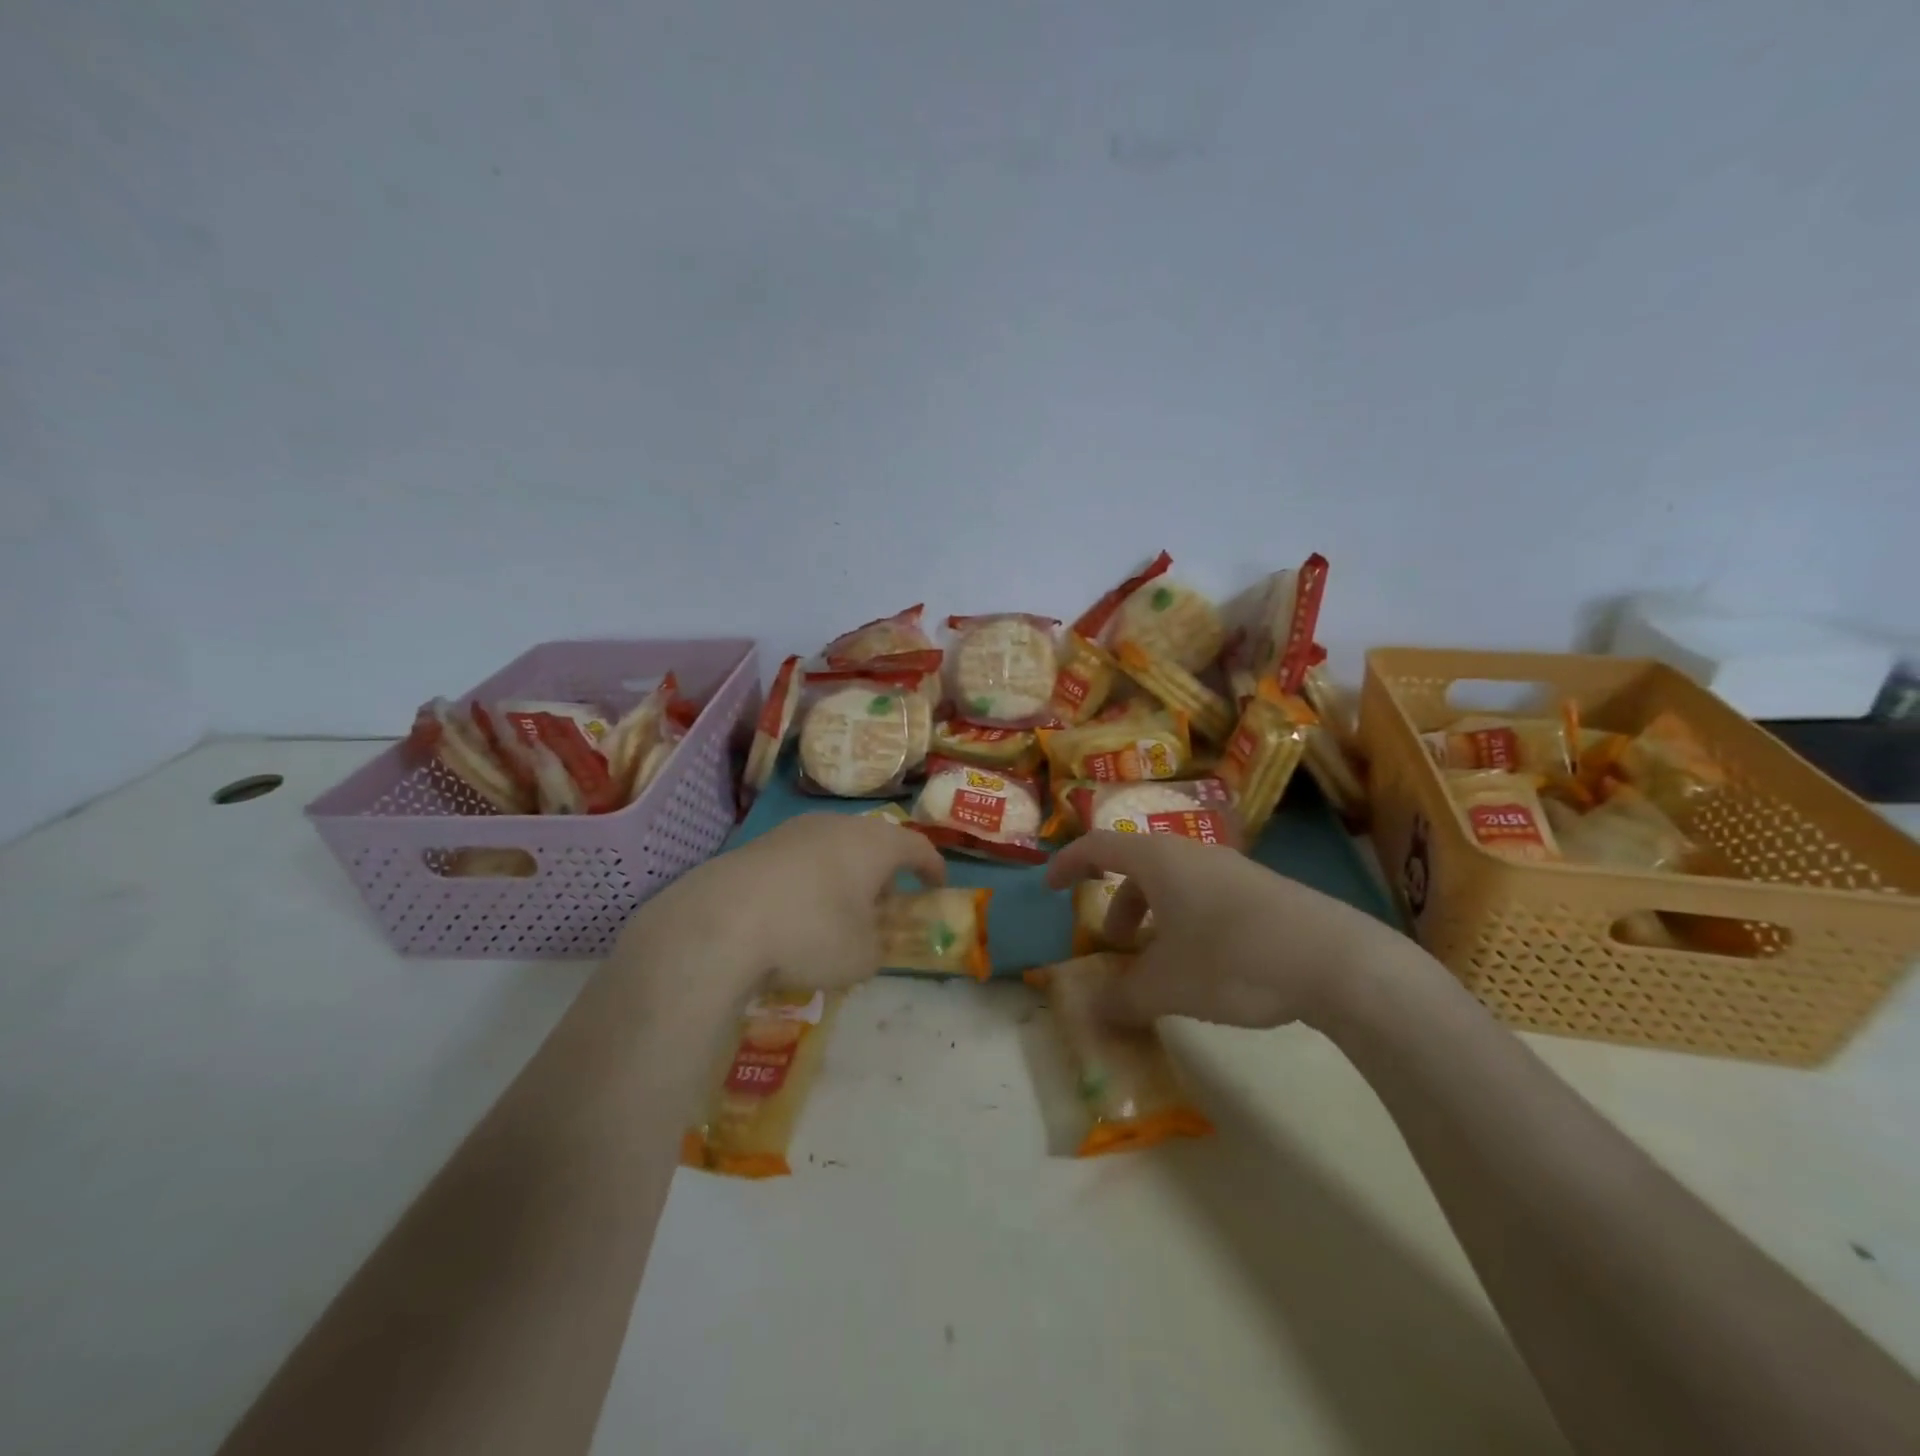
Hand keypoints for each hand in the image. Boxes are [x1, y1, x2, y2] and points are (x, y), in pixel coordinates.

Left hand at [617, 813, 945, 1003]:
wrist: (721, 920)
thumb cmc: (812, 932)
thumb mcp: (862, 956)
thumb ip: (877, 946)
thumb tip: (868, 940)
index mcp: (875, 843)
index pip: (917, 847)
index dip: (932, 867)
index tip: (937, 885)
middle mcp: (838, 825)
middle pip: (872, 843)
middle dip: (882, 873)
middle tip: (884, 903)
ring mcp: (794, 831)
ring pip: (833, 848)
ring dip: (843, 876)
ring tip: (838, 911)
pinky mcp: (758, 845)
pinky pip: (799, 860)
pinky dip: (808, 882)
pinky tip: (794, 913)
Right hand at [1046, 831, 1407, 1030]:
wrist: (1338, 961)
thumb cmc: (1233, 959)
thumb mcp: (1167, 985)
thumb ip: (1122, 998)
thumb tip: (1091, 1012)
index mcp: (1159, 860)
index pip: (1098, 846)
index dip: (1068, 864)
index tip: (1050, 887)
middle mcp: (1193, 854)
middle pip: (1139, 868)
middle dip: (1118, 905)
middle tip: (1116, 946)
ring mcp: (1234, 871)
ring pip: (1176, 885)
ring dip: (1155, 918)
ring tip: (1162, 965)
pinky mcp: (1266, 893)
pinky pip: (1208, 898)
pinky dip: (1188, 923)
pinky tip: (1209, 967)